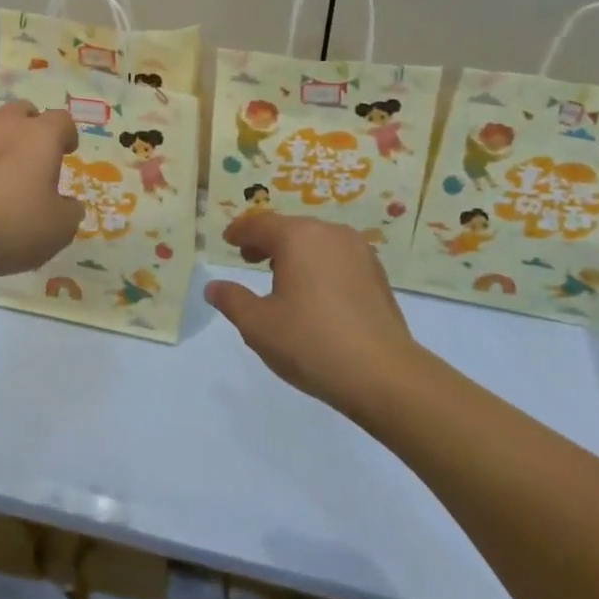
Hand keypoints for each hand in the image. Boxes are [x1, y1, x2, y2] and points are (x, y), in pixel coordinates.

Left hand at [0, 101, 82, 289]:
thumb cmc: (7, 224)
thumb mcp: (57, 230)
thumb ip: (69, 212)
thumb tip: (67, 204)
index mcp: (40, 134)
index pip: (62, 120)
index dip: (68, 135)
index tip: (68, 151)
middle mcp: (4, 123)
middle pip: (24, 112)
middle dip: (32, 130)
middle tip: (34, 159)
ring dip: (0, 140)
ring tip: (1, 171)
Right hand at [205, 213, 422, 426]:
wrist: (384, 375)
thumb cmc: (312, 344)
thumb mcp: (259, 326)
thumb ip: (232, 300)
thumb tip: (213, 287)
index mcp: (298, 237)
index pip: (260, 224)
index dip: (240, 232)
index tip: (228, 242)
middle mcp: (329, 233)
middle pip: (290, 228)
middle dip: (267, 241)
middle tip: (249, 260)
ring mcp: (358, 251)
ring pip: (316, 241)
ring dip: (294, 252)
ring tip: (281, 278)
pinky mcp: (377, 273)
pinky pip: (337, 257)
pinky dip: (319, 264)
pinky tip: (316, 293)